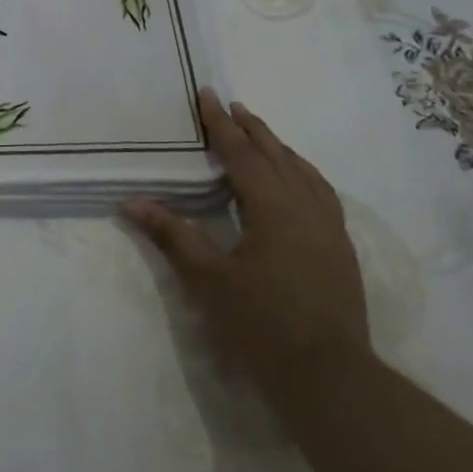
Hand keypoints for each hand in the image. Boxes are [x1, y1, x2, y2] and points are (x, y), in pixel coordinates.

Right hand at [123, 88, 369, 409]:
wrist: (329, 377)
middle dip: (252, 129)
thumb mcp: (208, 280)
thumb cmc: (261, 325)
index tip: (207, 95)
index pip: (242, 154)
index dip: (220, 125)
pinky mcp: (340, 248)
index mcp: (274, 208)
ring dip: (279, 149)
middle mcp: (306, 207)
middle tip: (231, 106)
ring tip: (261, 135)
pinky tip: (297, 182)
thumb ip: (172, 236)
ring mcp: (330, 228)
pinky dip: (302, 173)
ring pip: (304, 172)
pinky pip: (321, 192)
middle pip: (277, 156)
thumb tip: (132, 202)